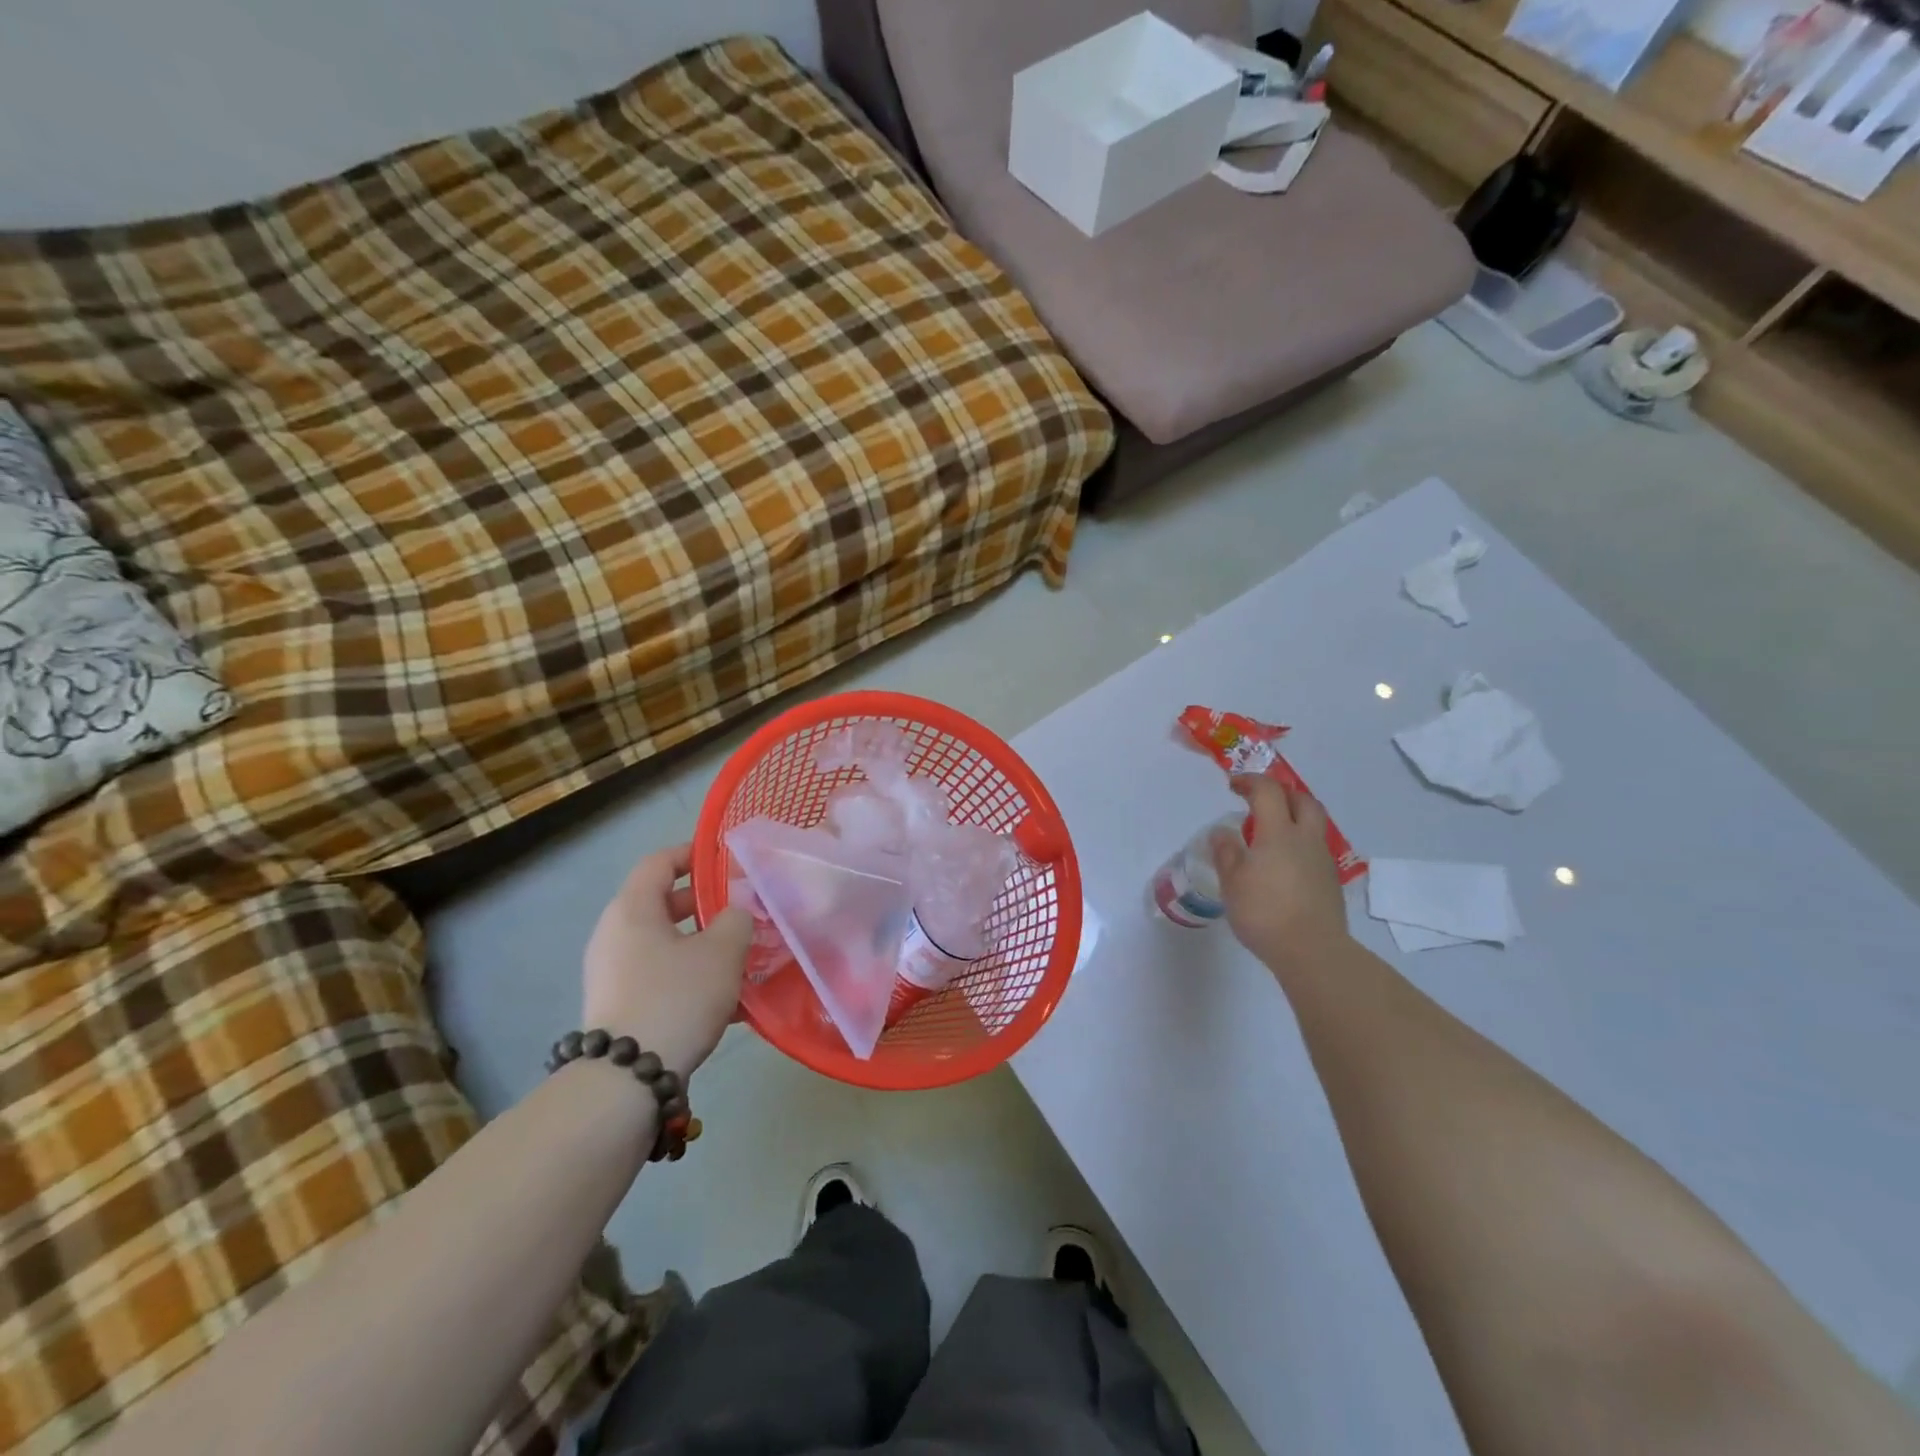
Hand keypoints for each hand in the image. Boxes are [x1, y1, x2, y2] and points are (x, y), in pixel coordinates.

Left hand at [582, 844, 752, 1079]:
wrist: (628, 1080)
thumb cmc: (676, 998)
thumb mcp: (722, 952)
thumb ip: (736, 919)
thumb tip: (735, 913)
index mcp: (632, 909)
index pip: (659, 862)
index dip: (692, 854)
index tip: (723, 859)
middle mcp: (614, 935)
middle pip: (661, 903)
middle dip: (703, 905)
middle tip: (740, 912)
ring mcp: (611, 973)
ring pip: (663, 943)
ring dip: (700, 944)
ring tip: (739, 958)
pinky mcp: (618, 1006)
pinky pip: (658, 975)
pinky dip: (688, 975)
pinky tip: (725, 1000)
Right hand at [1210, 775, 1352, 974]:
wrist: (1312, 951)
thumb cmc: (1265, 912)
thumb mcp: (1232, 882)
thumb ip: (1226, 852)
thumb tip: (1222, 832)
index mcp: (1279, 833)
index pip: (1268, 791)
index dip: (1250, 782)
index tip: (1233, 786)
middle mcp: (1305, 839)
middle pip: (1302, 800)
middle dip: (1281, 793)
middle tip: (1260, 800)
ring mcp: (1322, 860)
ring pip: (1313, 824)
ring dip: (1293, 817)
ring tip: (1269, 833)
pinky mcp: (1330, 882)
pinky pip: (1314, 848)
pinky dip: (1298, 843)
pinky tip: (1282, 864)